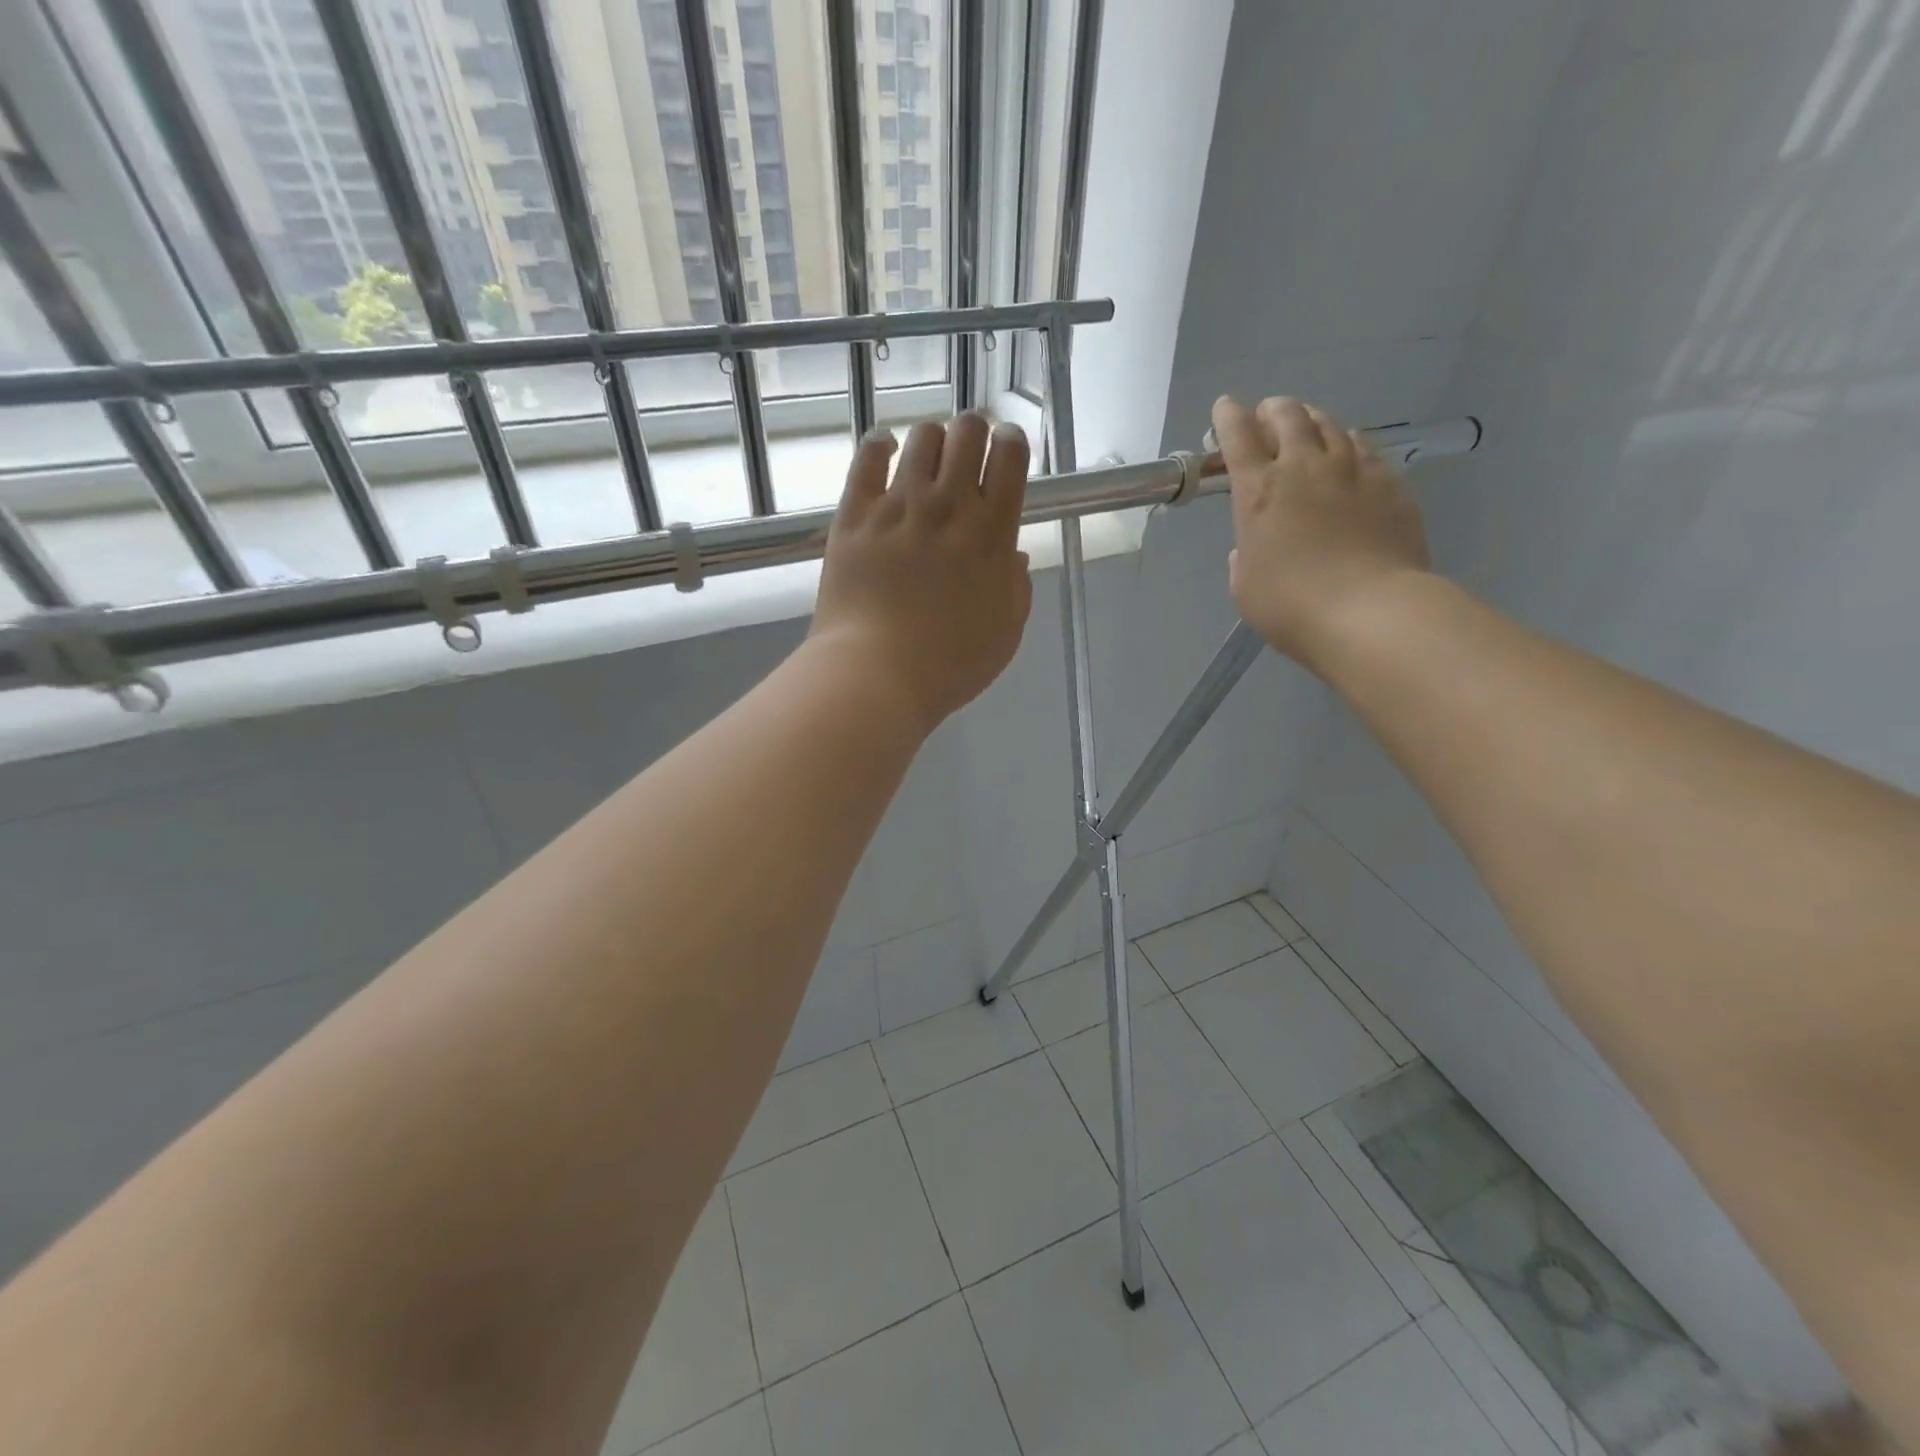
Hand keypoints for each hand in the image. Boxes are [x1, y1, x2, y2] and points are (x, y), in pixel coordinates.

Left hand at [811, 413, 1033, 732]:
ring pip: (922, 437)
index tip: (1006, 450)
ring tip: (927, 461)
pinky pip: (869, 456)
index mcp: (993, 533)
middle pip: (967, 432)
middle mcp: (949, 506)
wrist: (876, 674)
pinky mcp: (856, 514)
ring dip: (932, 440)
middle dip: (973, 432)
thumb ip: (1016, 588)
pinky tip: (884, 451)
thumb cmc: (949, 665)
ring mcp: (899, 506)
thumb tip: (1012, 554)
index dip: (1011, 442)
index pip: (1010, 457)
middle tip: (967, 453)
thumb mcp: (1005, 634)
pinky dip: (880, 445)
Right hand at [1213, 395, 1431, 668]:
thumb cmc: (1290, 606)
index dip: (1228, 417)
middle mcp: (1304, 467)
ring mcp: (1352, 470)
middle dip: (1272, 410)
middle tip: (1267, 416)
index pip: (1238, 436)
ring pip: (1329, 424)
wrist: (1369, 611)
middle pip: (1287, 416)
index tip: (1224, 408)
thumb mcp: (1245, 586)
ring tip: (1307, 426)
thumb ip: (1244, 555)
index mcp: (1258, 492)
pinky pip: (1364, 447)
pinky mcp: (1389, 482)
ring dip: (1312, 420)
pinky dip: (1349, 443)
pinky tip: (1349, 451)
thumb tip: (1253, 544)